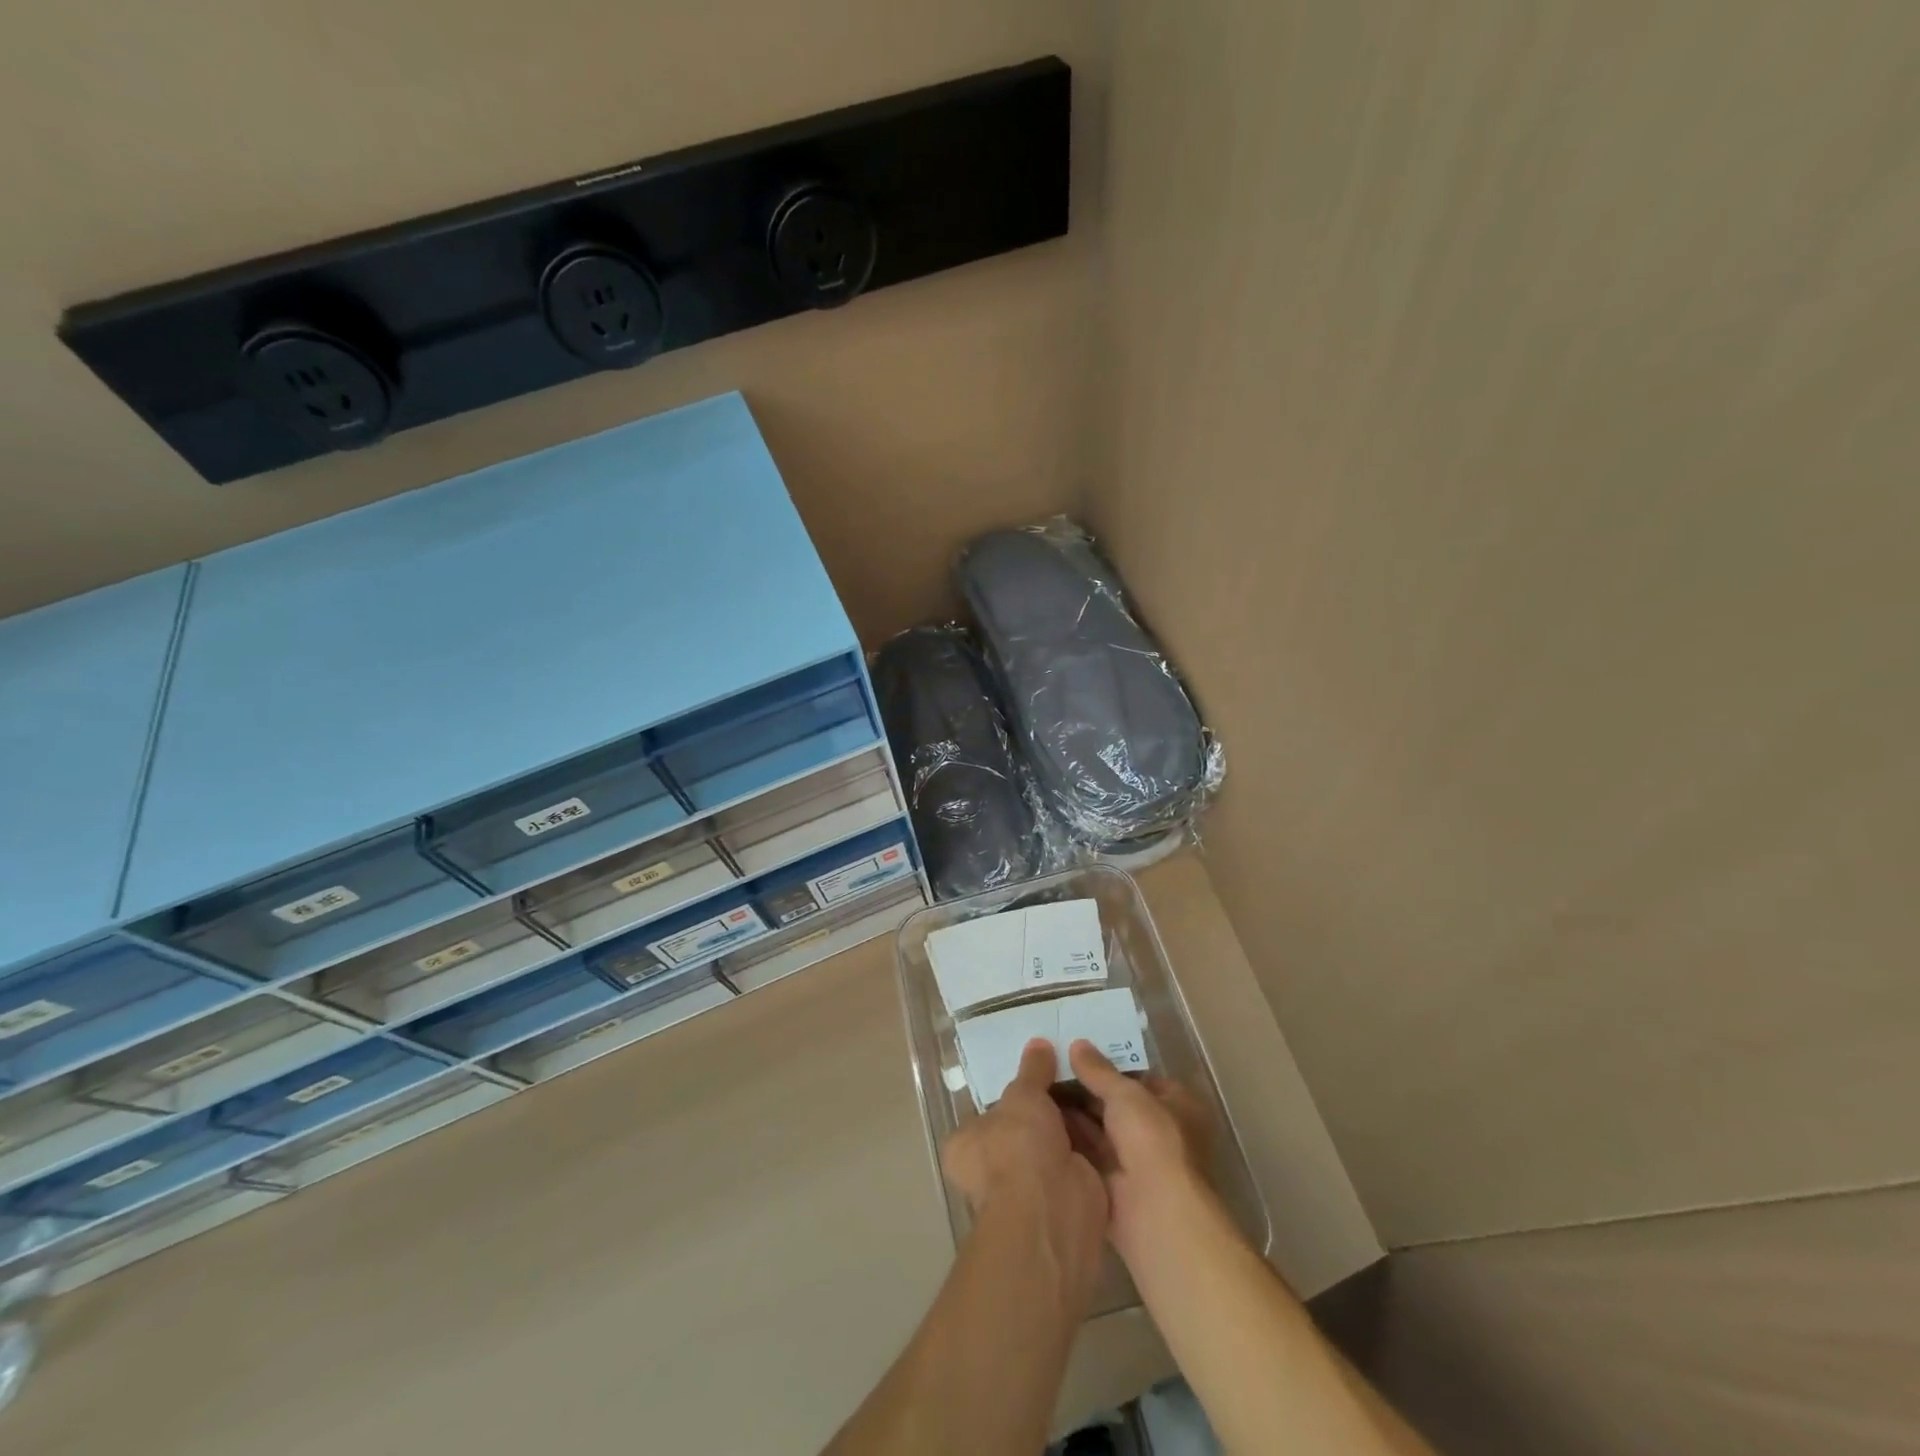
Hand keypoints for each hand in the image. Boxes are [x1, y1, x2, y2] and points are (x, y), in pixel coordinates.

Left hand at [942, 1040, 1108, 1298]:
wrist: (1054, 1209)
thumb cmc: (1019, 1146)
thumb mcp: (1023, 1096)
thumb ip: (1031, 1071)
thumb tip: (1037, 1043)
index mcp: (967, 1146)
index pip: (986, 1114)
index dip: (1010, 1095)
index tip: (1035, 1071)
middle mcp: (993, 1171)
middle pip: (1023, 1129)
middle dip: (1046, 1109)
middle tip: (1070, 1072)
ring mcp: (1031, 1189)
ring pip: (1053, 1145)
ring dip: (1073, 1124)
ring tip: (1094, 1084)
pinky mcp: (1066, 1198)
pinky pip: (1079, 1160)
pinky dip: (1093, 1143)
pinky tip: (1109, 1113)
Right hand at [1062, 1040, 1213, 1262]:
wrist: (1155, 1213)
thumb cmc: (1152, 1140)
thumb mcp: (1126, 1094)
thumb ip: (1099, 1070)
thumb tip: (1077, 1045)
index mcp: (1177, 1106)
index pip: (1142, 1078)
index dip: (1111, 1065)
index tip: (1078, 1053)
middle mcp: (1158, 1132)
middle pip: (1117, 1104)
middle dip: (1087, 1089)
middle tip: (1050, 1067)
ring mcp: (1136, 1160)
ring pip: (1100, 1129)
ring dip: (1073, 1113)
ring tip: (1037, 1087)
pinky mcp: (1113, 1184)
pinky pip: (1087, 1152)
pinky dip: (1069, 1138)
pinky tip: (1040, 1119)